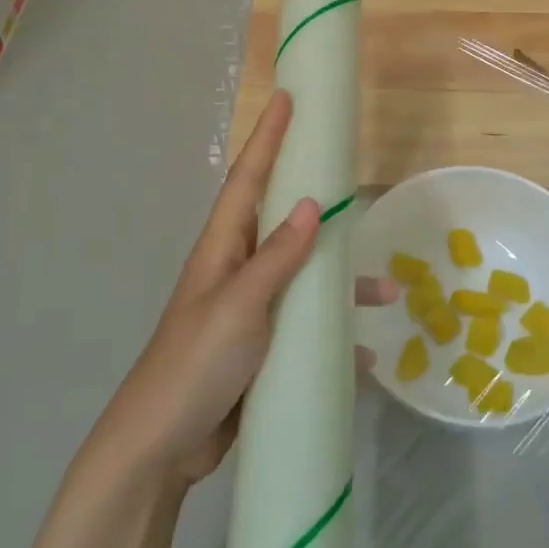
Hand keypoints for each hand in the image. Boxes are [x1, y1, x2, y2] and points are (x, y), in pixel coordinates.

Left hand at [100, 90, 394, 485]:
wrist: (162, 448)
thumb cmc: (195, 364)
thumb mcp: (239, 306)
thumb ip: (276, 257)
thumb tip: (314, 204)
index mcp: (222, 249)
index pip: (248, 179)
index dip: (267, 138)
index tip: (286, 99)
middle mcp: (236, 270)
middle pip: (282, 221)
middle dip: (317, 202)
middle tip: (352, 181)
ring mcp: (249, 310)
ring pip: (303, 277)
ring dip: (341, 281)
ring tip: (386, 291)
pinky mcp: (261, 347)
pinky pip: (305, 325)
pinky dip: (332, 332)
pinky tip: (362, 350)